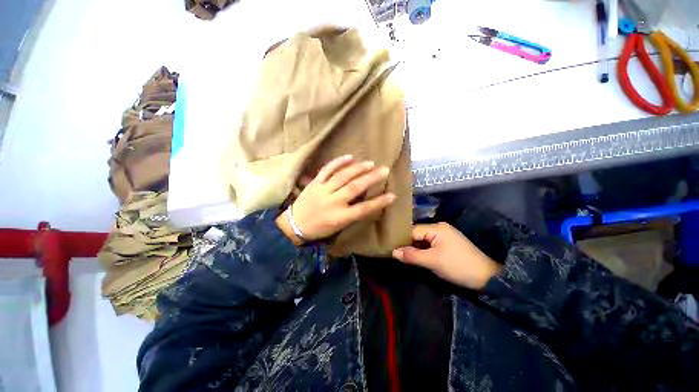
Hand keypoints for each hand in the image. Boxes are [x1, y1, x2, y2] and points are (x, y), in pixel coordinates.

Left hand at [276, 155, 395, 244]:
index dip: (379, 202)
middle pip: (355, 188)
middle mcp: (333, 202)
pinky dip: (338, 162)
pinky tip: (350, 156)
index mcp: (340, 217)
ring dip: (358, 169)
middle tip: (385, 170)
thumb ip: (353, 214)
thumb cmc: (319, 229)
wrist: (294, 225)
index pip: (364, 209)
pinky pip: (327, 169)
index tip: (392, 195)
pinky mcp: (314, 183)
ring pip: (343, 177)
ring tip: (371, 163)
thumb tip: (367, 200)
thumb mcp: (338, 227)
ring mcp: (323, 190)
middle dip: (371, 179)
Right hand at [392, 223, 501, 289]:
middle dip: (407, 244)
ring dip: (414, 248)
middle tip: (395, 253)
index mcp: (436, 228)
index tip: (390, 248)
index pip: (412, 231)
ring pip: (422, 240)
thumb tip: (393, 252)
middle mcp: (439, 228)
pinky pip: (429, 244)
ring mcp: (444, 235)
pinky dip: (422, 250)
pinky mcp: (447, 244)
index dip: (401, 240)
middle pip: (417, 234)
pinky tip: (415, 256)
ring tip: (402, 255)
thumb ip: (411, 256)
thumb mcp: (432, 261)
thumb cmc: (458, 266)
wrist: (487, 278)